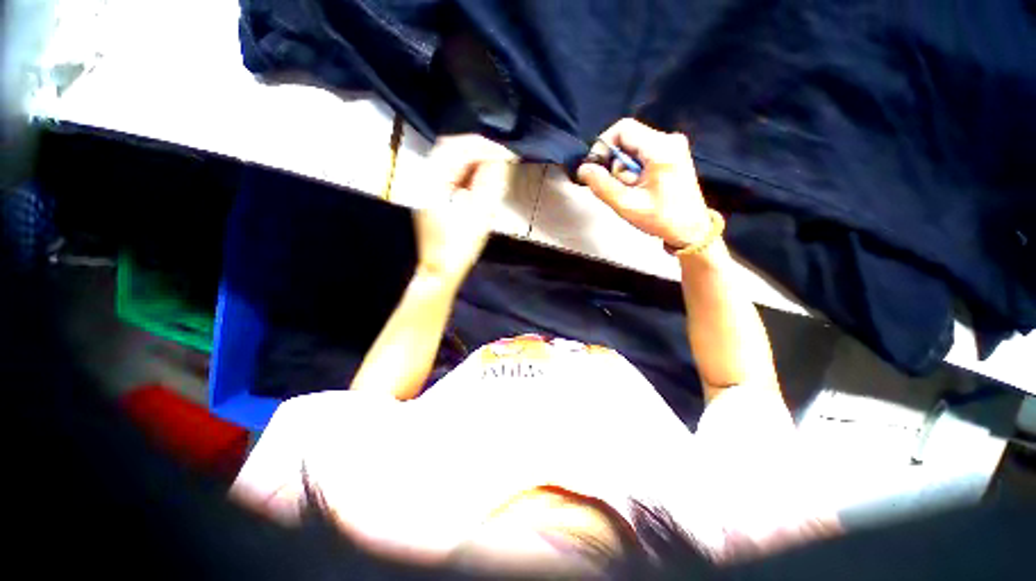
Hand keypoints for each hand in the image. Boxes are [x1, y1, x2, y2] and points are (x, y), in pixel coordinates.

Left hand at [414, 135, 516, 283]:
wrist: (441, 268)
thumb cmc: (460, 245)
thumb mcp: (480, 213)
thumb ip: (490, 181)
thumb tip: (500, 159)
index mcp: (434, 181)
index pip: (459, 147)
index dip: (486, 146)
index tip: (508, 154)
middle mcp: (426, 177)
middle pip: (452, 147)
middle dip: (480, 149)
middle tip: (503, 159)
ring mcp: (426, 186)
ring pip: (451, 159)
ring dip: (474, 159)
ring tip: (496, 168)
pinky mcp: (432, 194)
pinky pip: (451, 172)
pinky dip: (468, 170)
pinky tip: (481, 180)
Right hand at [576, 119, 710, 248]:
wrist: (690, 229)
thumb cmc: (660, 218)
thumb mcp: (626, 204)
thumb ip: (602, 185)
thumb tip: (583, 168)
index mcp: (661, 148)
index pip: (622, 129)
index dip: (603, 146)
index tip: (596, 169)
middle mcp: (669, 139)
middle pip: (628, 138)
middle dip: (615, 163)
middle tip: (619, 188)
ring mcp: (673, 145)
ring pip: (634, 147)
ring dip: (624, 169)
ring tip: (632, 191)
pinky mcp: (672, 154)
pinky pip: (642, 154)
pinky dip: (634, 170)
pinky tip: (639, 187)